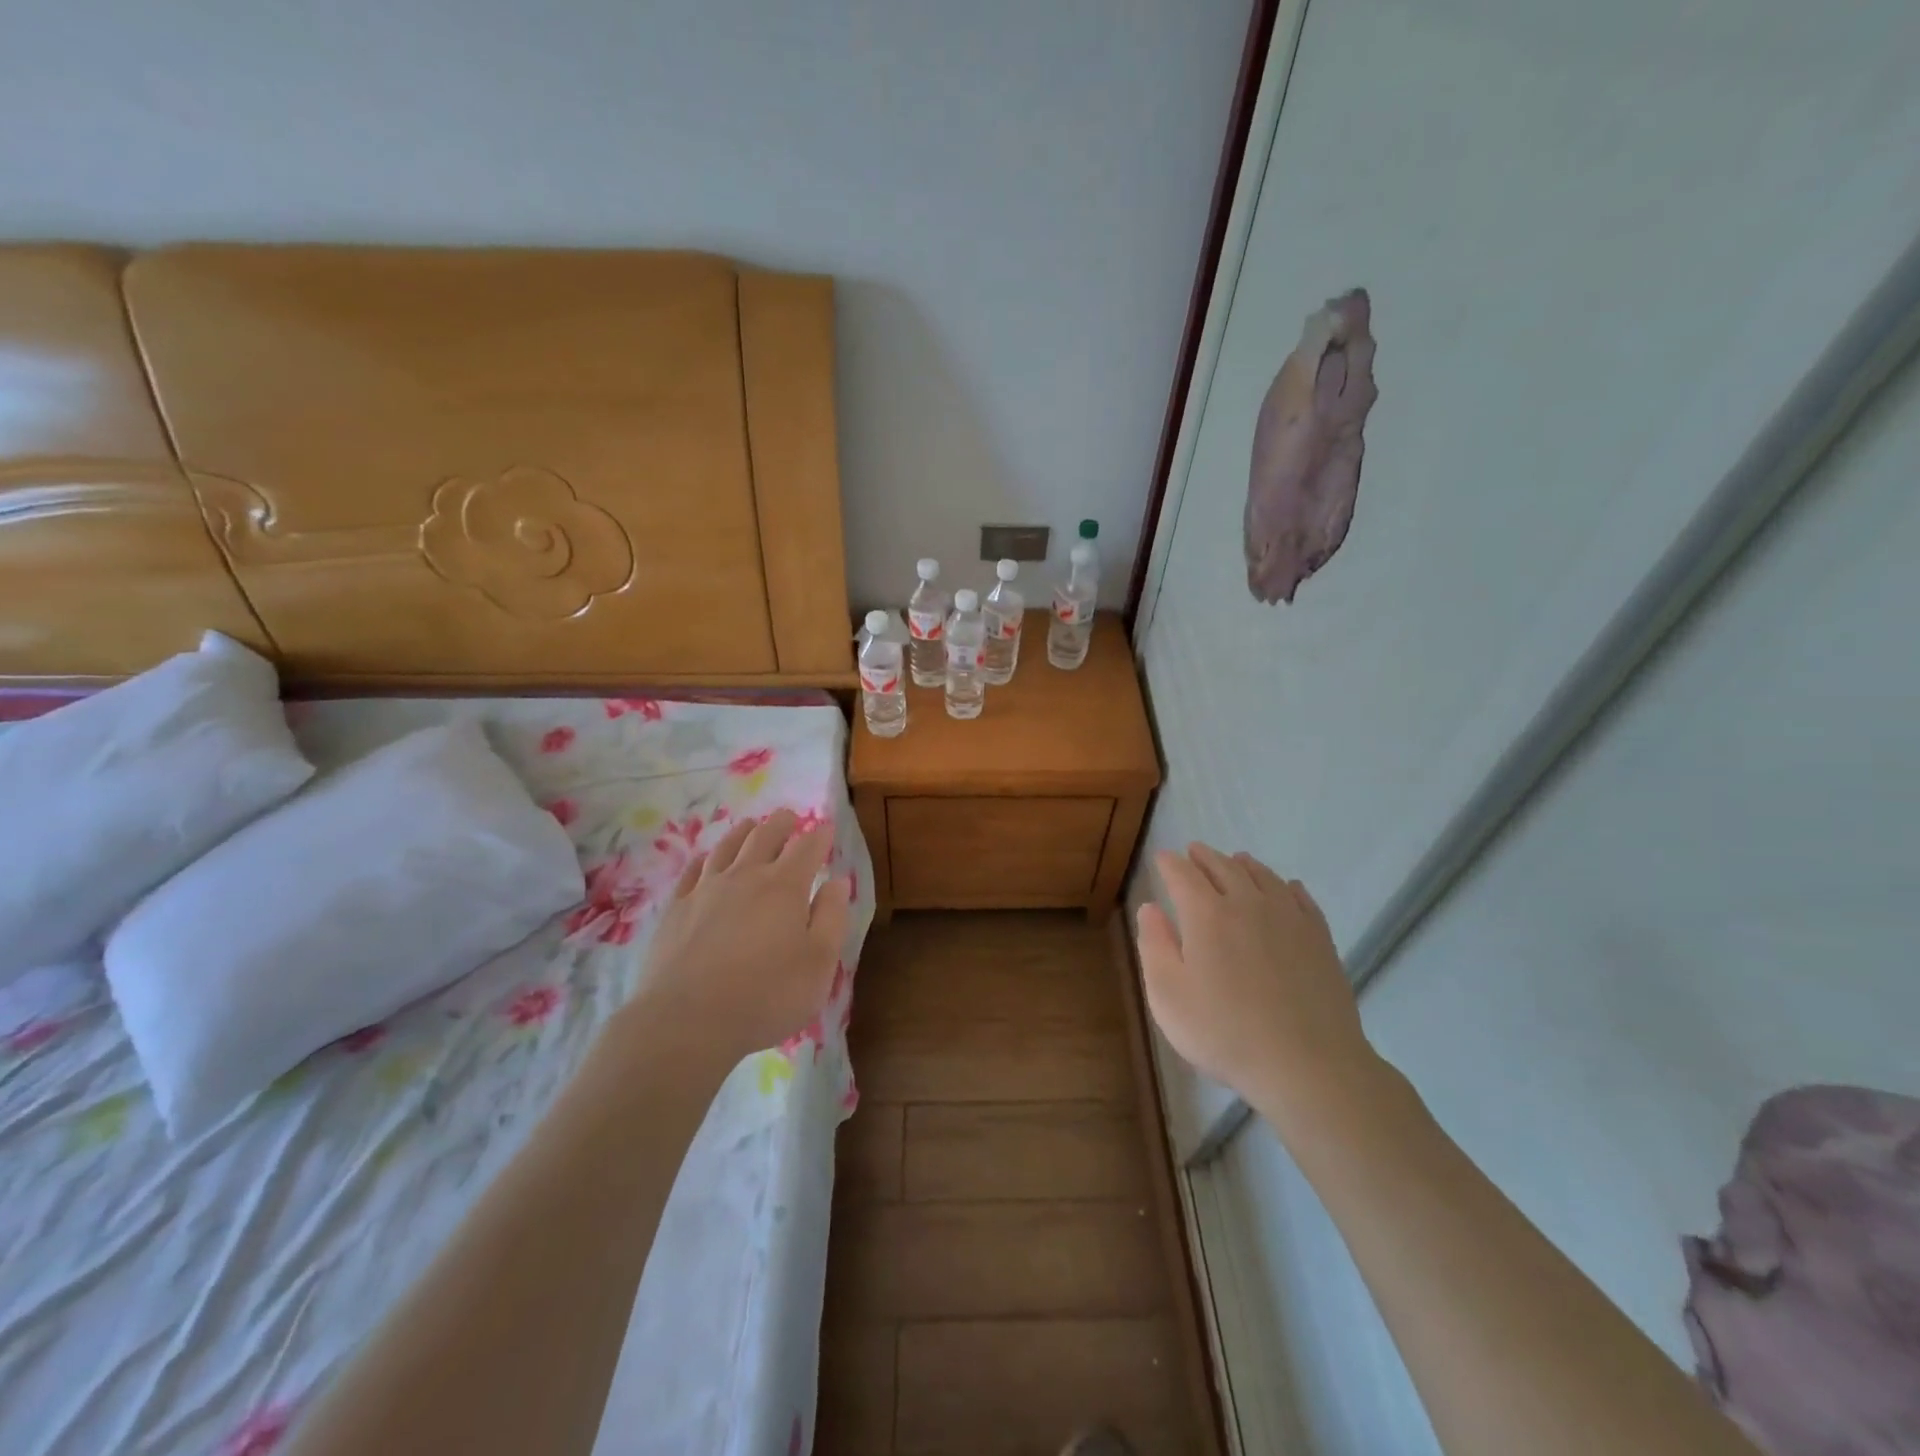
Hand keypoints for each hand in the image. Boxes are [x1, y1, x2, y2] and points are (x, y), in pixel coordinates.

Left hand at [632, 809, 850, 1066]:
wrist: (686, 1020)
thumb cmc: (766, 996)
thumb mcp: (818, 964)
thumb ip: (831, 918)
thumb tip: (837, 881)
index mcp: (785, 887)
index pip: (807, 848)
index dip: (819, 836)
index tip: (826, 829)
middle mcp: (746, 877)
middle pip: (765, 837)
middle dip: (781, 823)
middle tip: (789, 817)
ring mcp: (706, 890)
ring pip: (727, 847)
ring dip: (743, 832)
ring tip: (750, 825)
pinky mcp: (676, 909)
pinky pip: (692, 872)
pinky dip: (704, 859)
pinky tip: (705, 860)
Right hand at [1136, 843, 1381, 1127]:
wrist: (1307, 1064)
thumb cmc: (1224, 1032)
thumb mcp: (1167, 995)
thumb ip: (1154, 945)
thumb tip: (1150, 907)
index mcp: (1206, 914)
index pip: (1183, 875)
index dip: (1169, 864)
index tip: (1162, 858)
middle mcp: (1247, 904)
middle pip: (1224, 868)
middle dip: (1205, 857)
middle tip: (1194, 851)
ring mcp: (1288, 918)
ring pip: (1263, 877)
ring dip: (1244, 864)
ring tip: (1236, 859)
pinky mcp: (1319, 938)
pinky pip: (1301, 898)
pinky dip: (1287, 886)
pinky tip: (1287, 888)